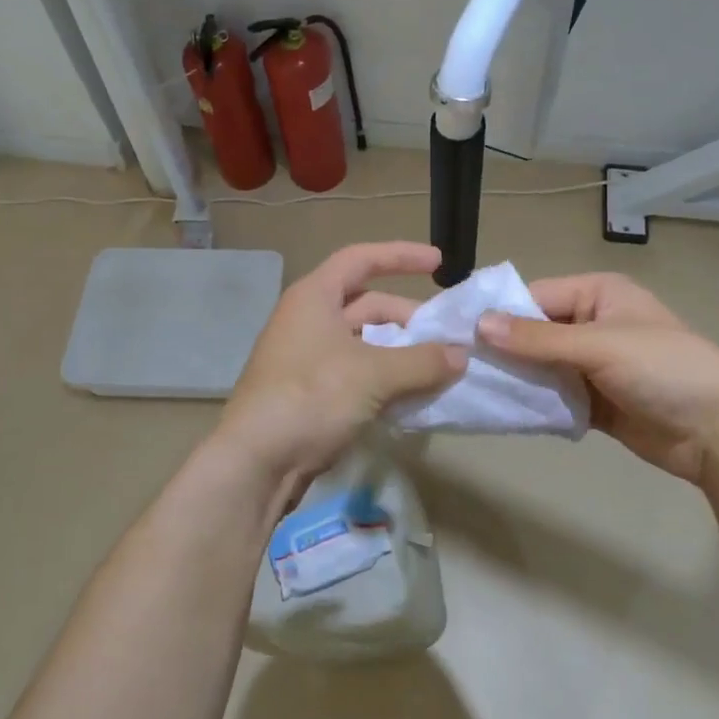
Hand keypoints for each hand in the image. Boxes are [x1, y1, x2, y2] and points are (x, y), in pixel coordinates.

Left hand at [209, 242, 465, 492]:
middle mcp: (309, 320)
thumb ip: (422, 361)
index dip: (401, 256)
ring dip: (400, 353)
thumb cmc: (311, 397)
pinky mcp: (310, 392)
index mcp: (315, 297)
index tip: (439, 264)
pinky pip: (357, 373)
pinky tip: (412, 397)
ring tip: (437, 369)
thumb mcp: (373, 374)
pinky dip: (385, 379)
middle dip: (408, 318)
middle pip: (367, 304)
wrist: (256, 462)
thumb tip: (461, 356)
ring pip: (364, 343)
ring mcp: (307, 358)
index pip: (361, 259)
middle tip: (446, 337)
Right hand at [476, 272, 718, 486]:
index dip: (498, 314)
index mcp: (598, 294)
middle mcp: (592, 324)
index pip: (535, 297)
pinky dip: (534, 403)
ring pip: (541, 367)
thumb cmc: (664, 369)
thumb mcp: (599, 346)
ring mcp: (594, 365)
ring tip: (470, 389)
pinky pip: (555, 396)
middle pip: (534, 333)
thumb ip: (538, 339)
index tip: (455, 333)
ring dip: (516, 378)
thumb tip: (479, 325)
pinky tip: (502, 411)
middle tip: (456, 366)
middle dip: (502, 350)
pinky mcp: (596, 401)